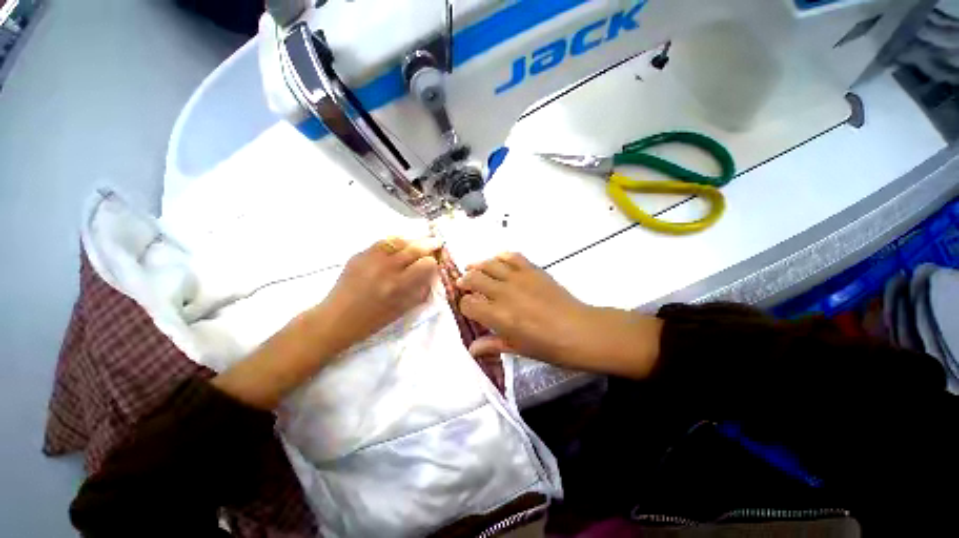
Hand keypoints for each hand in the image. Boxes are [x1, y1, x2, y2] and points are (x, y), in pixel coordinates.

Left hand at [213, 236, 440, 409]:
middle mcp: (386, 267)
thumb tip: (432, 273)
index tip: (435, 263)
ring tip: (416, 242)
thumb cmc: (372, 320)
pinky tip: (397, 247)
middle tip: (436, 242)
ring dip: (411, 241)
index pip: (426, 264)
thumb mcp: (402, 310)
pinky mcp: (359, 255)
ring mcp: (370, 258)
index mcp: (398, 285)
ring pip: (398, 240)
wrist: (336, 318)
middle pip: (414, 248)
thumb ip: (420, 290)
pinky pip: (382, 243)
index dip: (433, 262)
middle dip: (429, 244)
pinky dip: (394, 243)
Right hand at [457, 252, 661, 377]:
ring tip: (474, 269)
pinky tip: (498, 262)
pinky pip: (511, 256)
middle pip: (474, 278)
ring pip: (489, 264)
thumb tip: (471, 349)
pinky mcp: (533, 269)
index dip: (464, 305)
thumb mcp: (518, 349)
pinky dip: (501, 257)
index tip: (468, 307)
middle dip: (465, 281)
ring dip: (478, 266)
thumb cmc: (549, 346)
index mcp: (498, 316)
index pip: (468, 304)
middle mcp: (503, 293)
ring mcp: (519, 278)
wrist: (580, 331)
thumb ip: (492, 345)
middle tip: (464, 284)